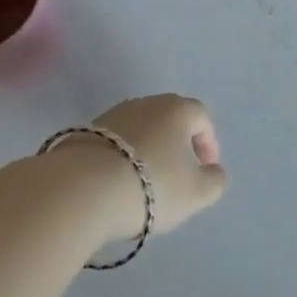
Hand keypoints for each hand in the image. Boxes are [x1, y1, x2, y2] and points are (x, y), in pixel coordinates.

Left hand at [86, 94, 227, 238]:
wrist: (82, 189)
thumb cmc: (151, 186)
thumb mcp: (196, 193)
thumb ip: (214, 181)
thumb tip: (213, 171)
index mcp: (177, 109)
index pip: (202, 117)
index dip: (208, 143)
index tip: (206, 170)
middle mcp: (146, 103)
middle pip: (170, 119)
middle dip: (178, 145)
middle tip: (179, 175)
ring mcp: (113, 114)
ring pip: (141, 130)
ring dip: (148, 151)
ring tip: (146, 183)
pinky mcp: (85, 131)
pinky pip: (115, 143)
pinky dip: (123, 158)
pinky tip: (118, 183)